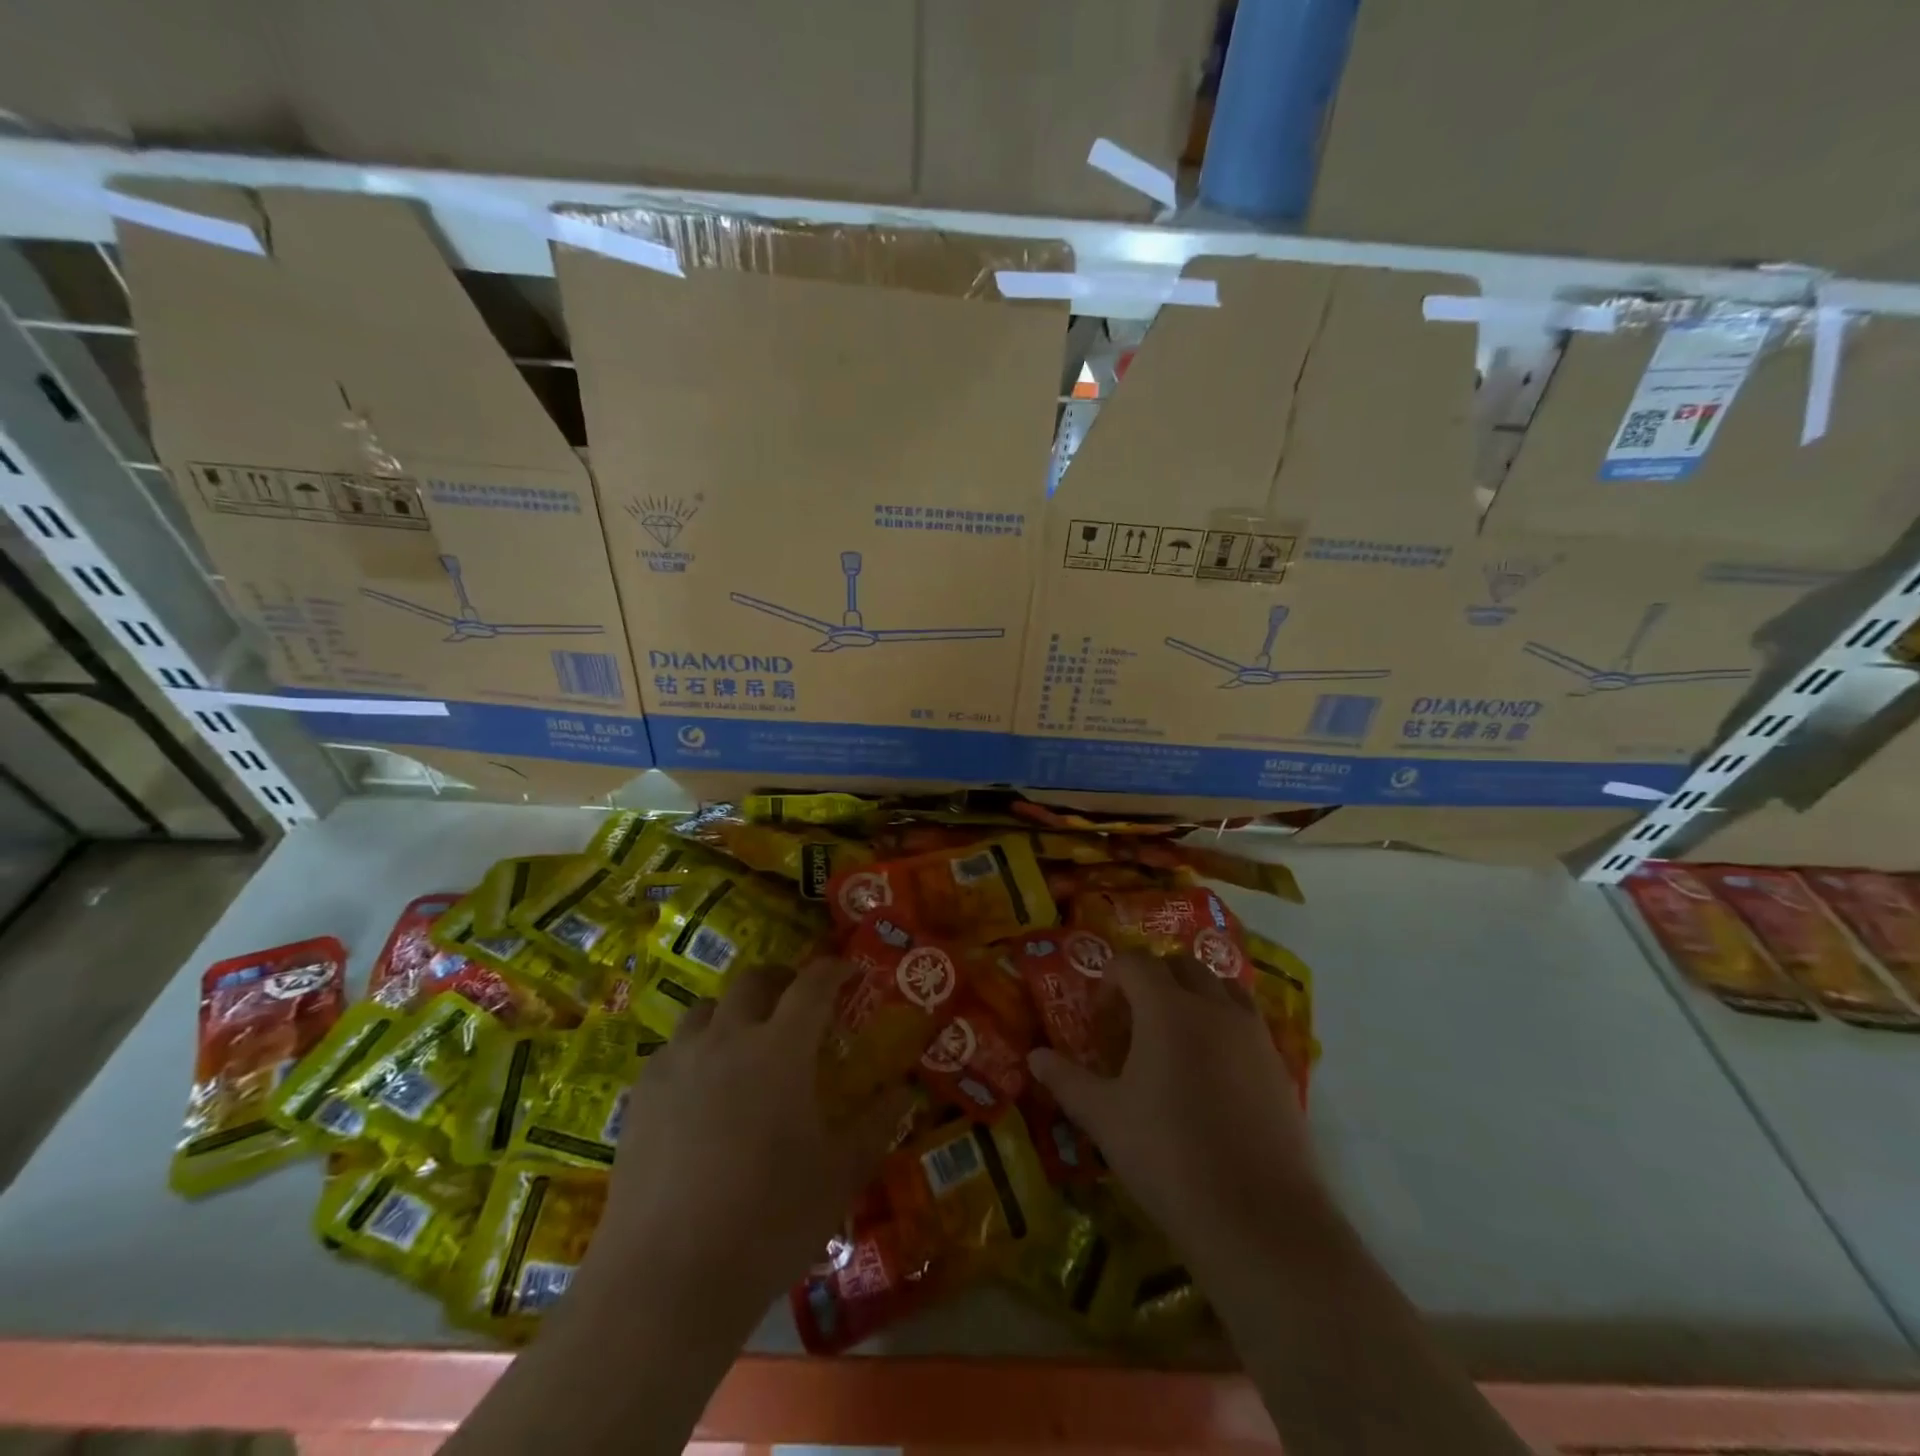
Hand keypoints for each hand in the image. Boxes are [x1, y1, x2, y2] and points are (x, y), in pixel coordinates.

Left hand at [576, 960, 906, 1326]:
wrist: (666, 1280)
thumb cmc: (768, 1222)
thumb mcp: (840, 1175)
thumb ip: (875, 1124)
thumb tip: (903, 1091)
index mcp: (781, 1048)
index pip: (812, 984)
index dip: (833, 969)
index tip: (848, 970)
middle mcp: (727, 1038)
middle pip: (753, 980)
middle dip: (781, 979)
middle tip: (797, 1002)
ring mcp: (678, 1063)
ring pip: (706, 1008)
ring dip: (733, 1011)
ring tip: (745, 1040)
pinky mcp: (640, 1095)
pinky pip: (672, 1048)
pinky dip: (695, 1048)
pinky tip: (699, 1087)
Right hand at [1028, 951, 1322, 1270]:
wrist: (1260, 1219)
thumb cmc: (1169, 1157)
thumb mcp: (1104, 1118)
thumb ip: (1067, 1080)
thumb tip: (1034, 1057)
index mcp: (1167, 1008)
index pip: (1134, 962)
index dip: (1110, 981)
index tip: (1101, 1021)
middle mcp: (1214, 1007)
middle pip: (1180, 965)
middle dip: (1152, 981)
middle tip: (1134, 1023)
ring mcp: (1253, 1034)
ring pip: (1221, 987)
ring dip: (1193, 997)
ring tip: (1176, 1041)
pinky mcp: (1280, 1066)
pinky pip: (1247, 1023)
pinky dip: (1224, 1026)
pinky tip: (1212, 1076)